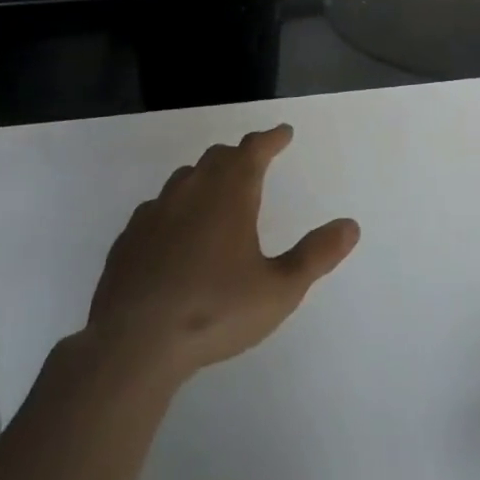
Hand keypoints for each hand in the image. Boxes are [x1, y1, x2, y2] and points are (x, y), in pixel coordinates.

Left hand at [79, 125, 359, 384]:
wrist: (132, 346)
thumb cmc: (214, 311)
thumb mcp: (279, 290)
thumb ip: (316, 255)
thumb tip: (350, 225)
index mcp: (229, 194)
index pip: (253, 149)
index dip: (271, 138)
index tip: (284, 132)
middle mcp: (192, 191)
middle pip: (218, 158)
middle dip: (239, 155)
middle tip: (254, 161)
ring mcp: (154, 213)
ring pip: (184, 179)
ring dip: (205, 177)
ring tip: (217, 193)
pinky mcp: (128, 240)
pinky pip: (156, 209)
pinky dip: (174, 209)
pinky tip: (174, 232)